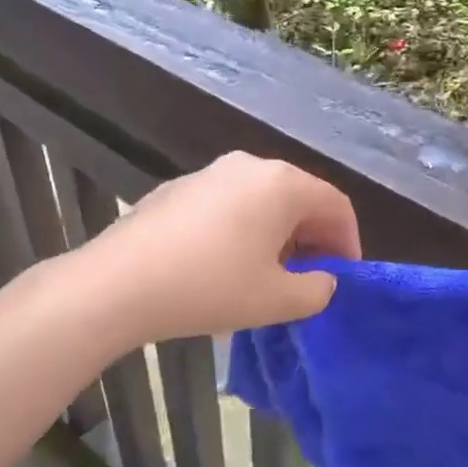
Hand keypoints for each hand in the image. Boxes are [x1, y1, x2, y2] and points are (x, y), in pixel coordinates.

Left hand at [76, 152, 360, 344]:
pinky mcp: (179, 188)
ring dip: (276, 234)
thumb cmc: (210, 287)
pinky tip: (224, 265)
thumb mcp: (275, 300)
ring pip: (261, 200)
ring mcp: (210, 172)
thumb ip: (316, 291)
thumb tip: (322, 281)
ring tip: (268, 275)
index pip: (334, 204)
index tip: (343, 278)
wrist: (120, 282)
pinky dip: (242, 229)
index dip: (348, 242)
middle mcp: (249, 166)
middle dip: (312, 238)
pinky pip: (227, 204)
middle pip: (298, 197)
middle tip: (309, 279)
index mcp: (281, 184)